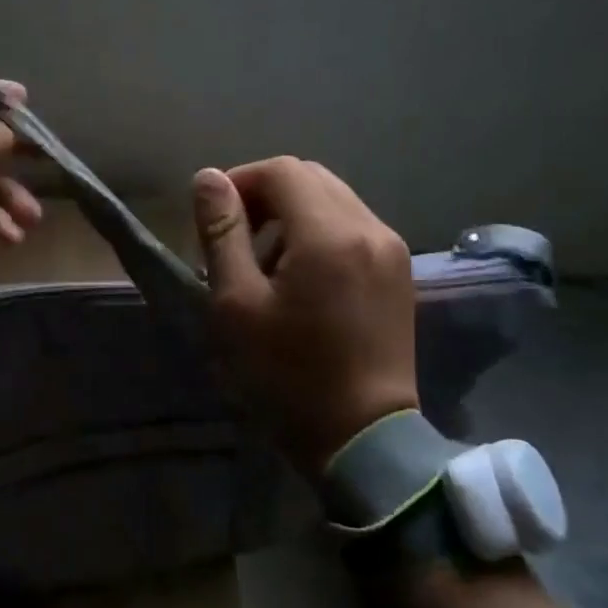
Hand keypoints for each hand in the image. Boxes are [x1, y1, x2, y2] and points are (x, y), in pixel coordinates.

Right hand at [193, 158, 417, 473]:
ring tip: (264, 264)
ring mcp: (392, 249)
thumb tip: (208, 178)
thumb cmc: (286, 374)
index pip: (280, 171)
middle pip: (309, 178)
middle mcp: (369, 228)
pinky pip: (353, 228)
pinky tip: (301, 278)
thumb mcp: (236, 304)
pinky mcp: (399, 273)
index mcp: (328, 234)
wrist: (362, 436)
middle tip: (234, 241)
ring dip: (292, 215)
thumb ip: (221, 234)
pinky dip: (319, 234)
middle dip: (265, 196)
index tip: (212, 220)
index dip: (238, 182)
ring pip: (333, 200)